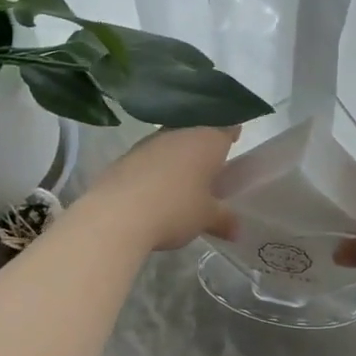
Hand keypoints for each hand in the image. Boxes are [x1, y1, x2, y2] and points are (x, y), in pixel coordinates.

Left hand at [81, 126, 239, 251]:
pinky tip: (154, 189)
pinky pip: (150, 157)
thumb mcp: (206, 218)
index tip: (234, 142)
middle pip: (197, 132)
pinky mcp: (127, 156)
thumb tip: (237, 229)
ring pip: (172, 143)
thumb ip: (224, 220)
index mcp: (207, 140)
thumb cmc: (175, 209)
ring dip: (178, 157)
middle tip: (210, 167)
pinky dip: (155, 168)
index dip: (232, 133)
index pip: (226, 126)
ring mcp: (151, 142)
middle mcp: (180, 133)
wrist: (117, 214)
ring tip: (181, 181)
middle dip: (203, 147)